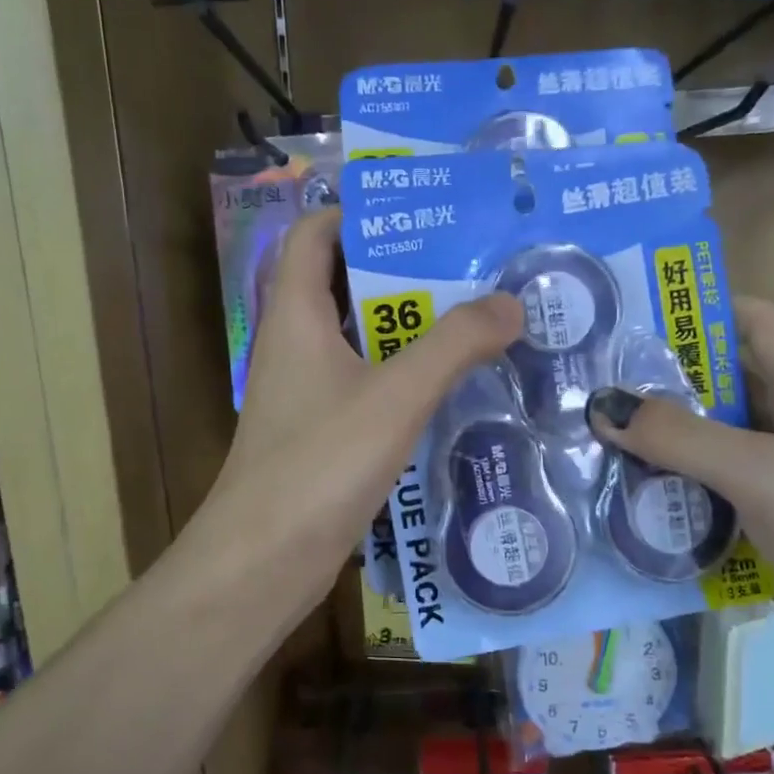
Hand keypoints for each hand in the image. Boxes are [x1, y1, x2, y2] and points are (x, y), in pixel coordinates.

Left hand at [203, 210, 522, 612]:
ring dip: (410, 329)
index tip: (423, 213)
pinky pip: (365, 387)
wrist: (263, 562)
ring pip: (360, 341)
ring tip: (476, 320)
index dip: (358, 212)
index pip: (314, 233)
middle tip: (472, 266)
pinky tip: (451, 390)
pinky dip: (403, 378)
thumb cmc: (319, 465)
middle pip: (344, 284)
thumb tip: (511, 301)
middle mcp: (294, 345)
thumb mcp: (394, 396)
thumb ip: (454, 345)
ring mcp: (305, 393)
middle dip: (404, 271)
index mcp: (295, 315)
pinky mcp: (320, 435)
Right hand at [584, 299, 773, 730]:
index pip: (756, 324)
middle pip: (717, 390)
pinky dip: (664, 505)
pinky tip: (615, 512)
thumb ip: (685, 437)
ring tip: (581, 445)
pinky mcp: (765, 542)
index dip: (701, 309)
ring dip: (651, 450)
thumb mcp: (771, 474)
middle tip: (580, 387)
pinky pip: (704, 508)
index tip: (628, 316)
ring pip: (703, 454)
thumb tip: (603, 406)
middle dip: (654, 384)